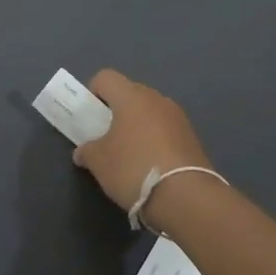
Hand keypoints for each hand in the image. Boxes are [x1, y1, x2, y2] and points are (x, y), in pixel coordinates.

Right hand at [71, 70, 213, 210]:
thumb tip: (83, 152)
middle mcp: (156, 99)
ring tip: (130, 153)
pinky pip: (166, 129)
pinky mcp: (192, 137)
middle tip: (107, 136)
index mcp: (131, 97)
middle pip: (129, 93)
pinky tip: (151, 164)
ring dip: (138, 125)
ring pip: (150, 111)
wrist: (185, 197)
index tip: (90, 117)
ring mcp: (178, 117)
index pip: (106, 77)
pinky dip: (155, 139)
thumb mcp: (98, 162)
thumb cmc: (133, 168)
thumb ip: (87, 151)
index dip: (93, 92)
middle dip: (116, 110)